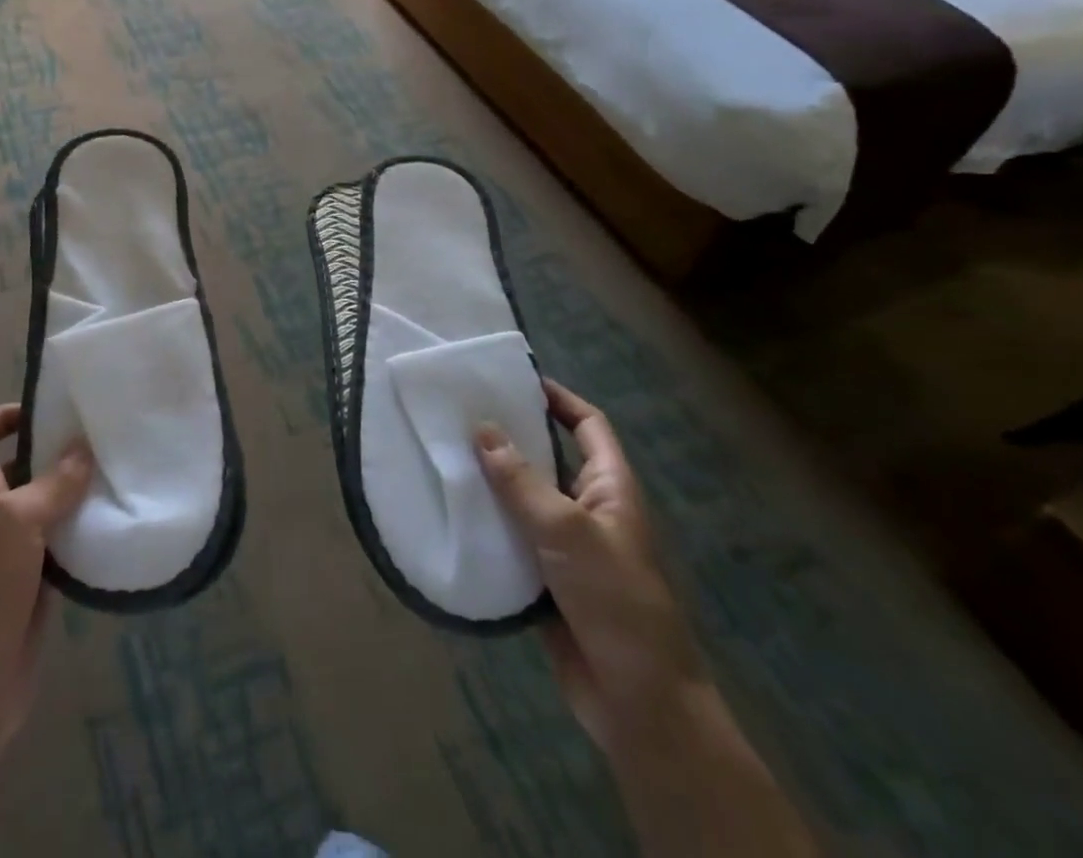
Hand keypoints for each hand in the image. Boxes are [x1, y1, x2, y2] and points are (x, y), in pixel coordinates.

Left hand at [0, 404, 93, 749]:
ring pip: (45, 504)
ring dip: (74, 490)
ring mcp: (11, 550)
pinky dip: (82, 529)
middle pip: (19, 466)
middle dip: (55, 450)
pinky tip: (112, 522)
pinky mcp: (33, 581)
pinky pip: (60, 541)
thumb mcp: (16, 522)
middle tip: (100, 437)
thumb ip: (53, 483)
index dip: (1, 415)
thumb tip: (84, 447)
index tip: (45, 411)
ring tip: (115, 472)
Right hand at [477, 382, 706, 760]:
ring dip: (491, 480)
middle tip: (460, 413)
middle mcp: (589, 509)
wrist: (637, 702)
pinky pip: (511, 536)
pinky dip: (486, 522)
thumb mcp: (567, 532)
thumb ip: (520, 480)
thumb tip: (482, 428)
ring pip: (524, 498)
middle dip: (510, 437)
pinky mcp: (545, 578)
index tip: (514, 380)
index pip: (588, 426)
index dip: (558, 399)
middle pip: (549, 458)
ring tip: (445, 452)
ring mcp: (567, 545)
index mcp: (611, 489)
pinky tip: (451, 509)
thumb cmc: (615, 601)